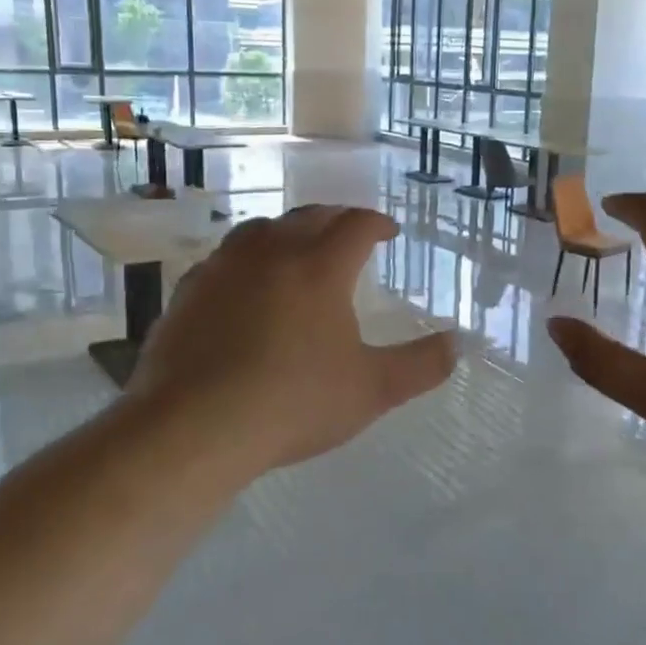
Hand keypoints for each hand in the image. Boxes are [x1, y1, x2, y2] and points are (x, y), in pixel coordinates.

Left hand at [129, 205, 457, 476]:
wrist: (194, 427)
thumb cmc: (293, 403)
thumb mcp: (372, 390)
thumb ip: (421, 365)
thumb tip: (457, 344)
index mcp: (319, 267)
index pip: (355, 225)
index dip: (377, 223)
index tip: (389, 232)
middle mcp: (270, 253)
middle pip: (308, 217)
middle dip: (335, 219)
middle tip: (348, 232)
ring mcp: (222, 269)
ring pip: (260, 230)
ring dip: (287, 232)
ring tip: (297, 248)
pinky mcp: (188, 293)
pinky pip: (224, 260)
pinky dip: (246, 260)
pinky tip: (244, 286)